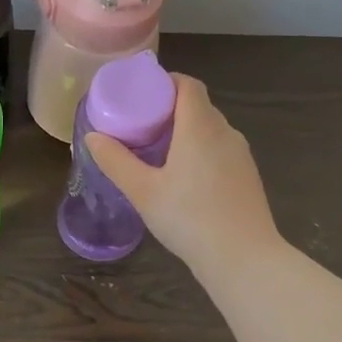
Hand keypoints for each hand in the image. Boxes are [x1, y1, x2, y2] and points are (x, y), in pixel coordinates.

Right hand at [84, 74, 282, 272]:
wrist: (244, 259)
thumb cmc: (189, 219)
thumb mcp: (143, 191)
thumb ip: (116, 161)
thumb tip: (93, 136)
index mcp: (200, 126)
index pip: (188, 85)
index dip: (166, 82)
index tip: (142, 94)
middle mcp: (225, 132)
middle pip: (198, 106)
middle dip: (170, 108)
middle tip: (141, 124)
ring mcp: (241, 154)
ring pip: (211, 129)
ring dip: (186, 131)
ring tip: (158, 151)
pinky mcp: (248, 175)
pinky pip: (221, 149)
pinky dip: (201, 151)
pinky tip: (185, 178)